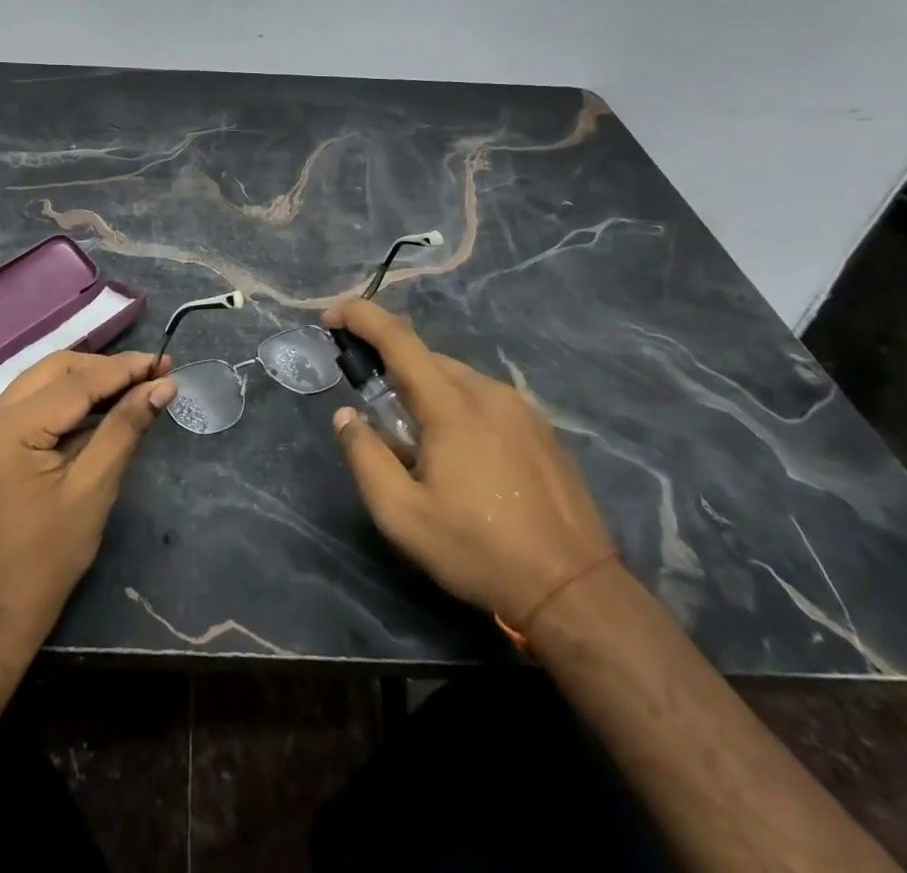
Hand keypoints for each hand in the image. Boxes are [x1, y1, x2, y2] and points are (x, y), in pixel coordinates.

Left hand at [0, 350, 175, 656]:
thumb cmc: (48, 557)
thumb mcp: (94, 488)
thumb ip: (125, 427)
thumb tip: (163, 385)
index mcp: (8, 428)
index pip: (76, 382)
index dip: (124, 369)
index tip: (165, 361)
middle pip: (58, 369)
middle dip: (107, 369)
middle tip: (154, 374)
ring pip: (47, 380)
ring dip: (91, 380)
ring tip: (138, 385)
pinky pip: (37, 401)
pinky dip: (72, 398)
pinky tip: (105, 405)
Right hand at [323, 299, 613, 627]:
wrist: (575, 589)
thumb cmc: (479, 551)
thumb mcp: (402, 516)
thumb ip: (365, 457)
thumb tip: (347, 415)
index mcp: (452, 405)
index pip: (398, 339)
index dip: (361, 316)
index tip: (332, 316)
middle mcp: (488, 392)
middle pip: (427, 358)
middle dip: (392, 371)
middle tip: (377, 415)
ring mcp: (521, 408)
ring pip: (457, 379)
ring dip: (427, 394)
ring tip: (421, 448)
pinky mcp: (542, 428)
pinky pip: (485, 399)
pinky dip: (459, 408)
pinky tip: (464, 457)